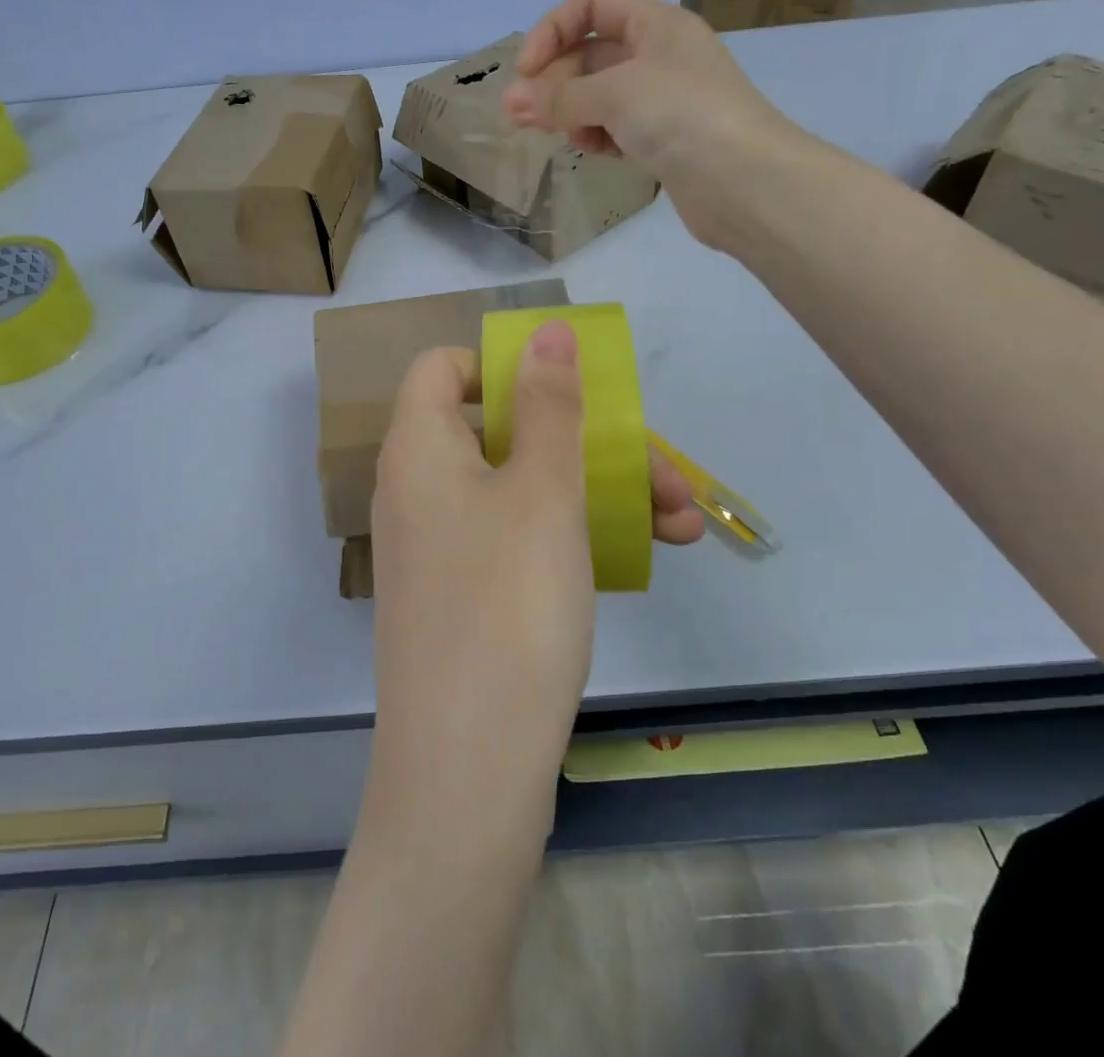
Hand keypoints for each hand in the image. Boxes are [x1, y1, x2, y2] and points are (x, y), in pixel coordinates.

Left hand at [366, 323, 704, 832]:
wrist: (468, 773)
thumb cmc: (507, 607)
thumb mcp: (542, 491)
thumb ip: (548, 405)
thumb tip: (544, 331)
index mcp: (418, 448)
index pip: (442, 368)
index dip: (501, 366)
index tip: (566, 392)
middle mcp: (420, 489)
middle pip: (503, 430)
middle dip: (591, 442)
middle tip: (669, 476)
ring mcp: (441, 546)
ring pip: (525, 488)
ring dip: (601, 492)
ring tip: (685, 524)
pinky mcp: (465, 594)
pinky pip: (519, 537)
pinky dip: (574, 535)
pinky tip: (644, 554)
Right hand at [503, 0, 802, 250]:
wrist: (744, 182)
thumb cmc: (682, 116)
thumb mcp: (615, 93)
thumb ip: (559, 97)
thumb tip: (509, 102)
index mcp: (656, 24)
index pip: (592, 5)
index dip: (553, 30)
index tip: (526, 71)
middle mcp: (660, 54)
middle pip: (590, 53)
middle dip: (555, 81)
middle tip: (524, 117)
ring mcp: (662, 99)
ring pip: (599, 94)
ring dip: (572, 111)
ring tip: (562, 136)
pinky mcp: (663, 139)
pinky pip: (615, 127)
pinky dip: (597, 135)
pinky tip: (595, 151)